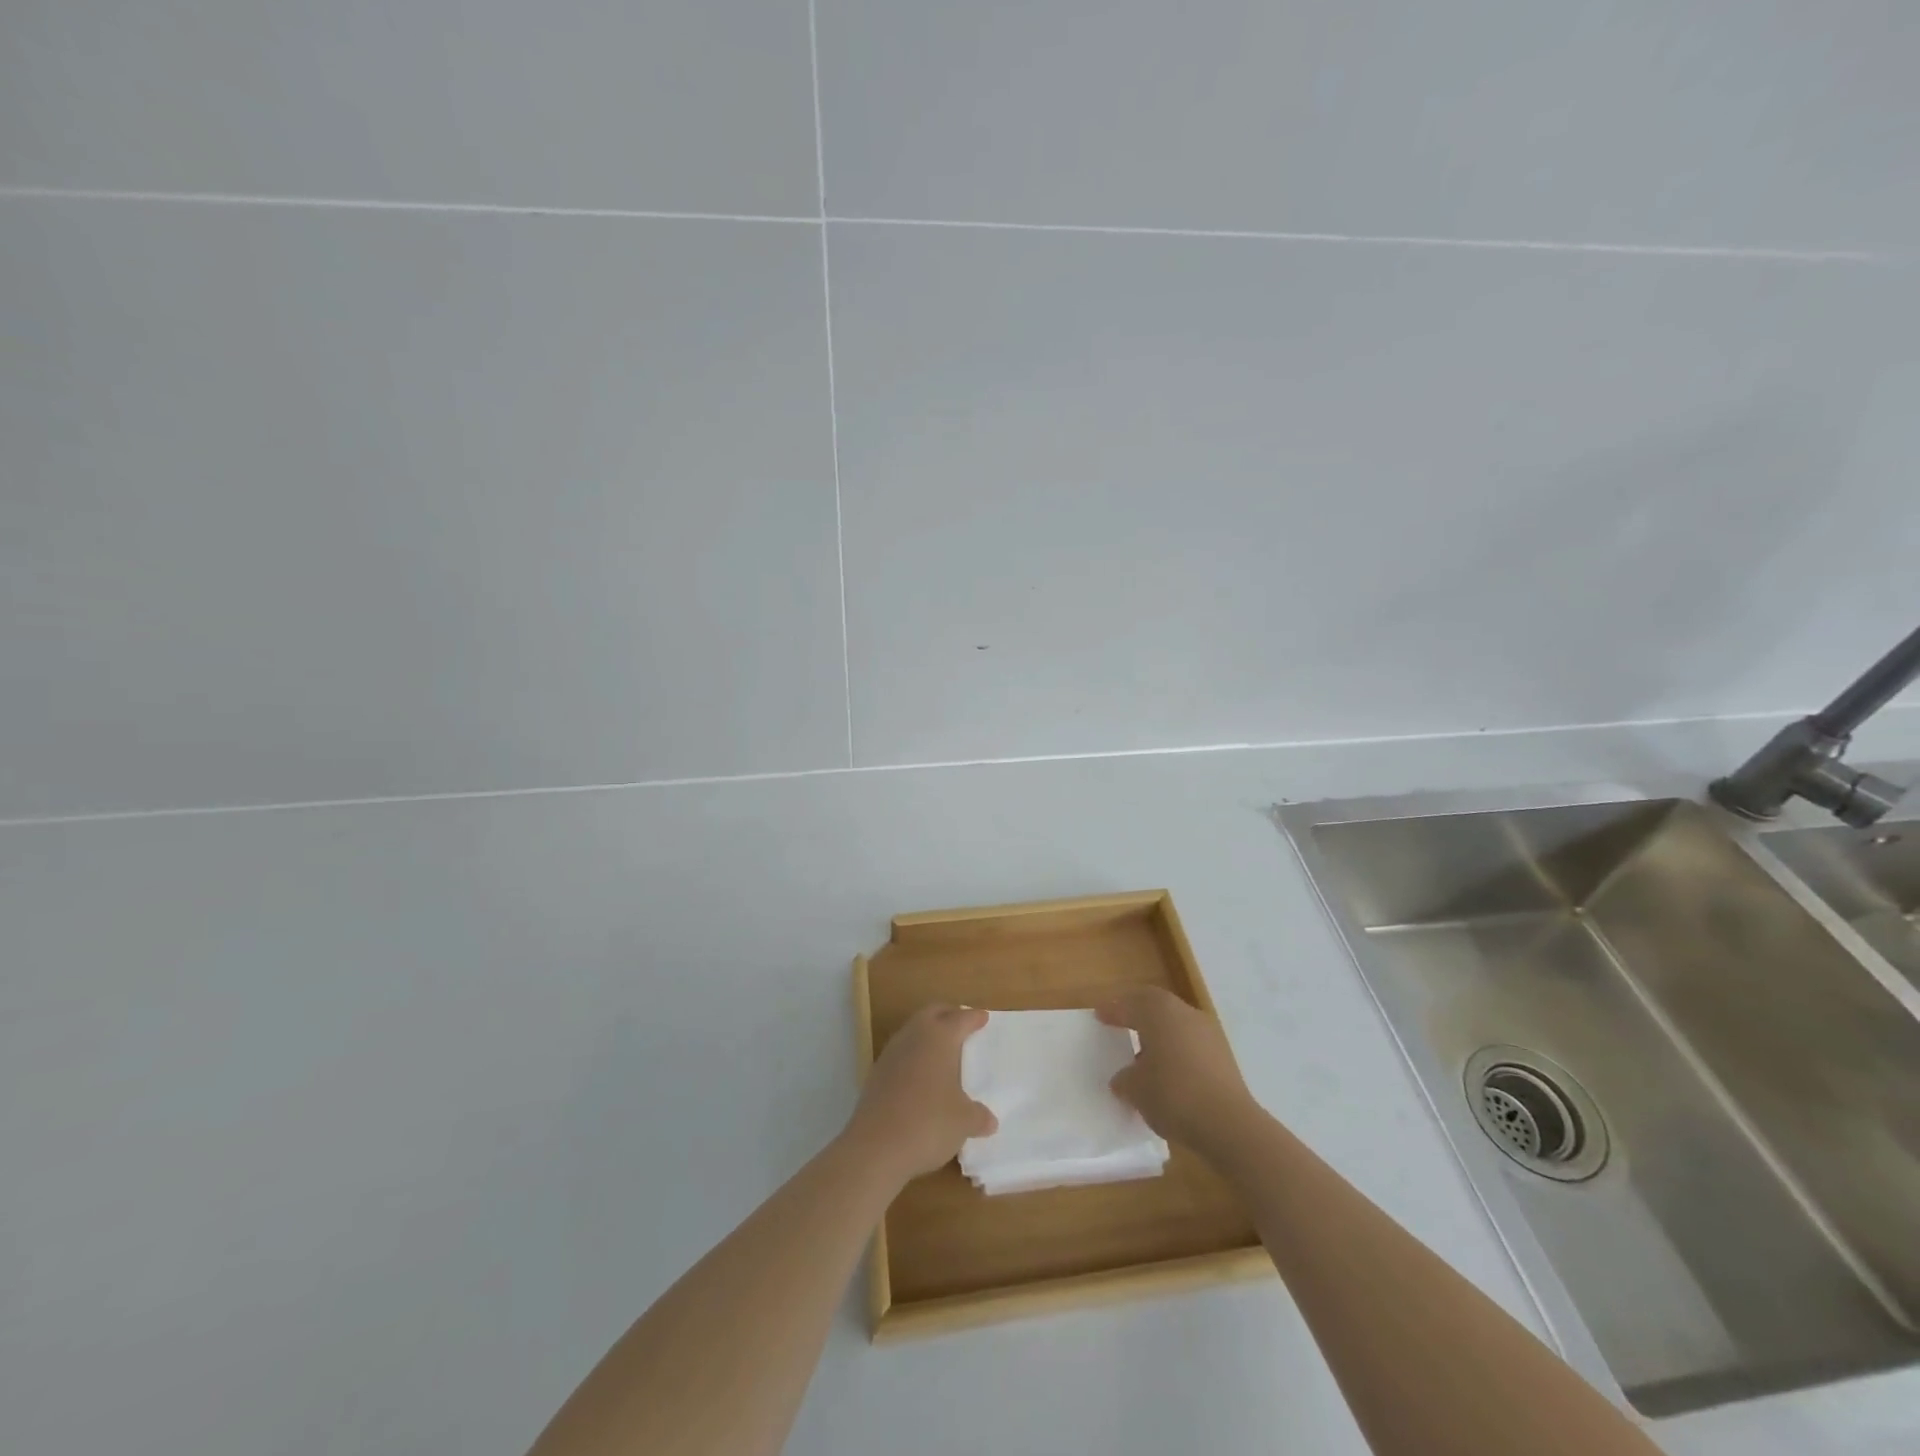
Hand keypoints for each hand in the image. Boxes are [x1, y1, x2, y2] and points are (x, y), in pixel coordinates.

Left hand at [844, 1004, 996, 1183]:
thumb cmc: (928, 1123)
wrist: (875, 1147)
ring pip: (914, 1029)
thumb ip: (978, 1116)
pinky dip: (914, 1054)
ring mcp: (891, 1052)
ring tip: (943, 1049)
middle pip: (933, 1012)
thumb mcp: (963, 1122)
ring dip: (928, 1032)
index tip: (984, 1017)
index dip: (974, 1018)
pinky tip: (921, 1074)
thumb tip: (989, 1120)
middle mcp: (914, 1036)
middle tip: (963, 1023)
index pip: (961, 1019)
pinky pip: (901, 1052)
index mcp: (940, 1037)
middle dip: (949, 1014)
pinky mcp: (876, 1073)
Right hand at [1097, 986, 1258, 1154]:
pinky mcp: (1223, 1056)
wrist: (1229, 1124)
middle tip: (1120, 1023)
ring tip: (1143, 1055)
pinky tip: (1168, 1072)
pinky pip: (1191, 1044)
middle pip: (1156, 1006)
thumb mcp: (1135, 1089)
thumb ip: (1125, 1079)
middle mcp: (1185, 1013)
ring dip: (1159, 1034)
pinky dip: (1176, 1051)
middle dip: (1137, 1014)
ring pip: (1176, 1024)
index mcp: (1159, 1012)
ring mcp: (1208, 1034)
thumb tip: (1124, 1078)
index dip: (1113, 1010)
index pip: (1130, 1004)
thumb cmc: (1173, 1094)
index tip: (1099, 1016)